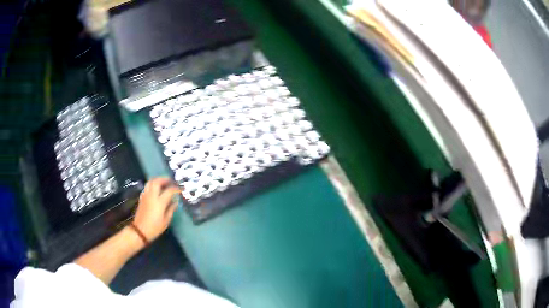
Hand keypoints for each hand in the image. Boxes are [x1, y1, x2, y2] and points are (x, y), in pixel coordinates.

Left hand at [133, 178, 180, 241]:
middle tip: (171, 181)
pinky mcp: (142, 198)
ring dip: (158, 180)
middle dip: (165, 179)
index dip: (176, 188)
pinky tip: (156, 189)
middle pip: (157, 181)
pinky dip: (152, 185)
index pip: (169, 190)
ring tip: (164, 182)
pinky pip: (147, 187)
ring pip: (151, 182)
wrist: (140, 231)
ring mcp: (146, 196)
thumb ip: (171, 209)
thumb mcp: (166, 221)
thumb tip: (175, 202)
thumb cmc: (154, 228)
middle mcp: (152, 196)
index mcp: (159, 202)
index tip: (181, 189)